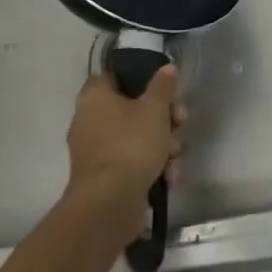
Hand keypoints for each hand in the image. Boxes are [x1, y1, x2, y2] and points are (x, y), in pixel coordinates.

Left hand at [65, 66, 186, 232]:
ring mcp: (97, 151)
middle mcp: (90, 120)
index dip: (143, 81)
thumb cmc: (131, 145)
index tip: (166, 92)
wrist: (109, 204)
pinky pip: (133, 161)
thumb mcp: (155, 109)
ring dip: (163, 145)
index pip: (116, 76)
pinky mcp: (106, 176)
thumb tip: (167, 68)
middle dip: (164, 119)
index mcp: (95, 97)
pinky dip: (152, 166)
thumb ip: (163, 85)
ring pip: (138, 137)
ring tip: (176, 157)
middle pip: (134, 108)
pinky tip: (170, 176)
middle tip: (180, 124)